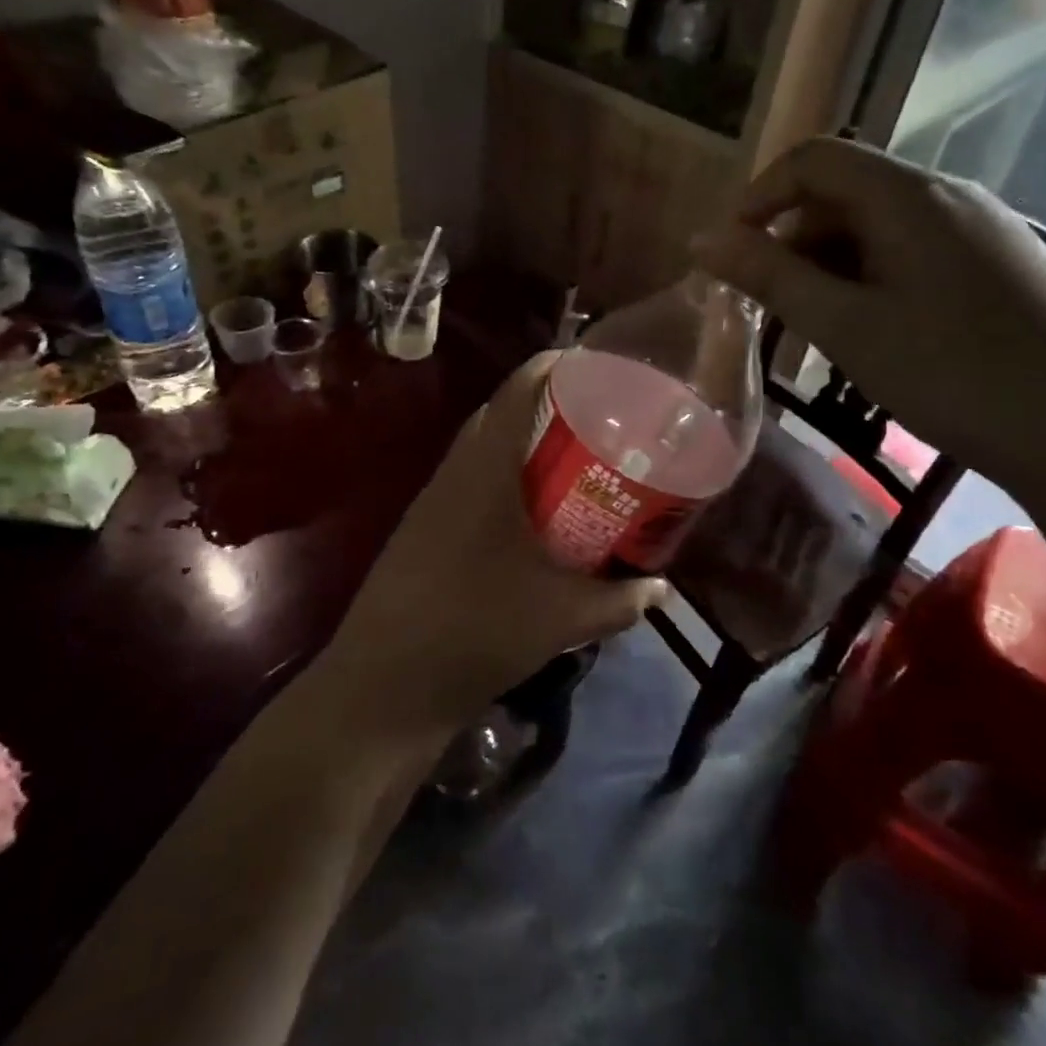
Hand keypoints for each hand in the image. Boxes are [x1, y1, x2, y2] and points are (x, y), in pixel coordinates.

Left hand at [318, 353, 662, 733]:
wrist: (385, 682)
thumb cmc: (476, 629)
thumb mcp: (560, 617)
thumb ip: (617, 600)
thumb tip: (661, 587)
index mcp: (485, 469)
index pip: (517, 390)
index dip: (554, 365)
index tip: (595, 364)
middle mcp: (455, 471)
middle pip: (500, 413)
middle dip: (547, 405)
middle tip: (597, 415)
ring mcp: (433, 500)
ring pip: (483, 449)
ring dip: (522, 443)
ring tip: (571, 456)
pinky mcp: (424, 528)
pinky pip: (470, 481)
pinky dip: (504, 477)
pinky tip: (530, 510)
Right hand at [691, 139, 1045, 500]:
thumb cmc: (953, 374)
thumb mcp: (844, 326)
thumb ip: (769, 276)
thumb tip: (702, 239)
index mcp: (908, 195)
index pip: (813, 159)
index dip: (759, 197)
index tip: (731, 255)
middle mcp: (949, 195)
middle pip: (846, 193)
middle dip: (793, 242)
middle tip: (772, 309)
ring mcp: (985, 229)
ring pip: (882, 228)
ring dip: (832, 267)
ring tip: (820, 333)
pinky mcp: (1005, 265)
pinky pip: (918, 252)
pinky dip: (874, 280)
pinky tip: (877, 336)